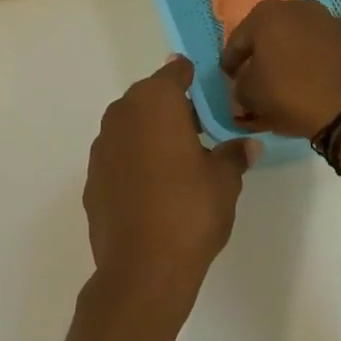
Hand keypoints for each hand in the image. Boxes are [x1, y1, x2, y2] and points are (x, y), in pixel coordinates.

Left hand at [84, 56, 251, 301]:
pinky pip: (118, 155)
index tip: (208, 88)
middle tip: (200, 127)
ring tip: (179, 159)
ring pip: (130, 125)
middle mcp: (122, 115)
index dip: (191, 76)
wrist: (141, 268)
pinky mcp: (92, 178)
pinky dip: (134, 160)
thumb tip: (248, 145)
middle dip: (172, 106)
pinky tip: (153, 187)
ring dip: (151, 133)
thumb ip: (234, 155)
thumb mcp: (224, 180)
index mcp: (155, 103)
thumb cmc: (190, 211)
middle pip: (149, 97)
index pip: (174, 72)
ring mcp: (102, 147)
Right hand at [220, 0, 340, 138]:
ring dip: (295, 57)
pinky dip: (323, 64)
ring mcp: (335, 22)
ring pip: (305, 40)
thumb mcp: (250, 96)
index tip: (228, 78)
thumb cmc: (291, 94)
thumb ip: (240, 87)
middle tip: (259, 77)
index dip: (230, 62)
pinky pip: (331, 53)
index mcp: (268, 15)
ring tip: (293, 82)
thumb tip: (244, 86)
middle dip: (265, 54)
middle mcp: (301, 9)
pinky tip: (321, 86)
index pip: (238, 40)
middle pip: (273, 34)